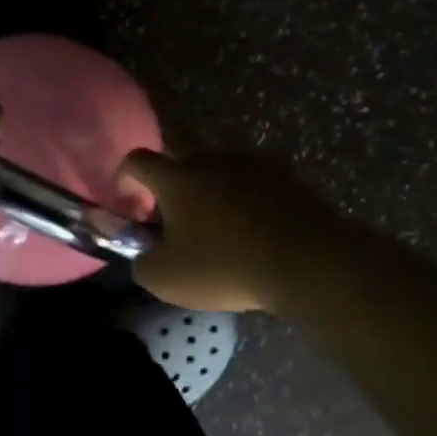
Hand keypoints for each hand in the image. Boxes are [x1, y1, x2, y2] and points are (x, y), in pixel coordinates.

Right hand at [120, 148, 349, 312]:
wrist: (310, 262)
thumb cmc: (226, 267)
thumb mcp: (166, 279)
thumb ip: (142, 262)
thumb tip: (144, 254)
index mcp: (176, 177)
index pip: (137, 160)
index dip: (126, 179)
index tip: (132, 205)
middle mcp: (211, 159)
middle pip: (180, 156)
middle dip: (171, 181)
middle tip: (175, 214)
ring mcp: (253, 163)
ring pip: (220, 167)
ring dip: (212, 188)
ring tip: (218, 224)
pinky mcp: (289, 176)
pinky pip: (255, 181)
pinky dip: (247, 198)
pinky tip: (255, 228)